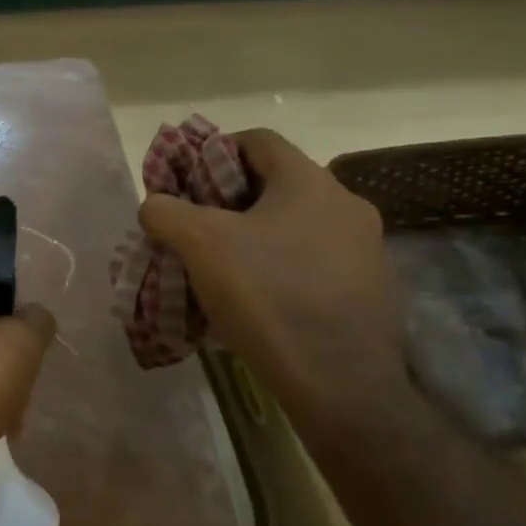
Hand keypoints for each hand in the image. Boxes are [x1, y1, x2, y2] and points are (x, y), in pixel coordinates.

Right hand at [138, 129, 406, 411]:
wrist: (341, 385)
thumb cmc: (268, 295)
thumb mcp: (199, 244)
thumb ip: (165, 211)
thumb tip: (155, 205)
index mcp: (310, 182)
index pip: (257, 140)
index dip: (213, 150)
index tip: (186, 182)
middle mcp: (346, 206)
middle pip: (275, 184)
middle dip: (228, 200)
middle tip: (194, 226)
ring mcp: (366, 250)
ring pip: (295, 225)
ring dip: (254, 236)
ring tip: (219, 267)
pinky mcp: (370, 290)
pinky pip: (313, 261)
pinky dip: (280, 267)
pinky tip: (256, 299)